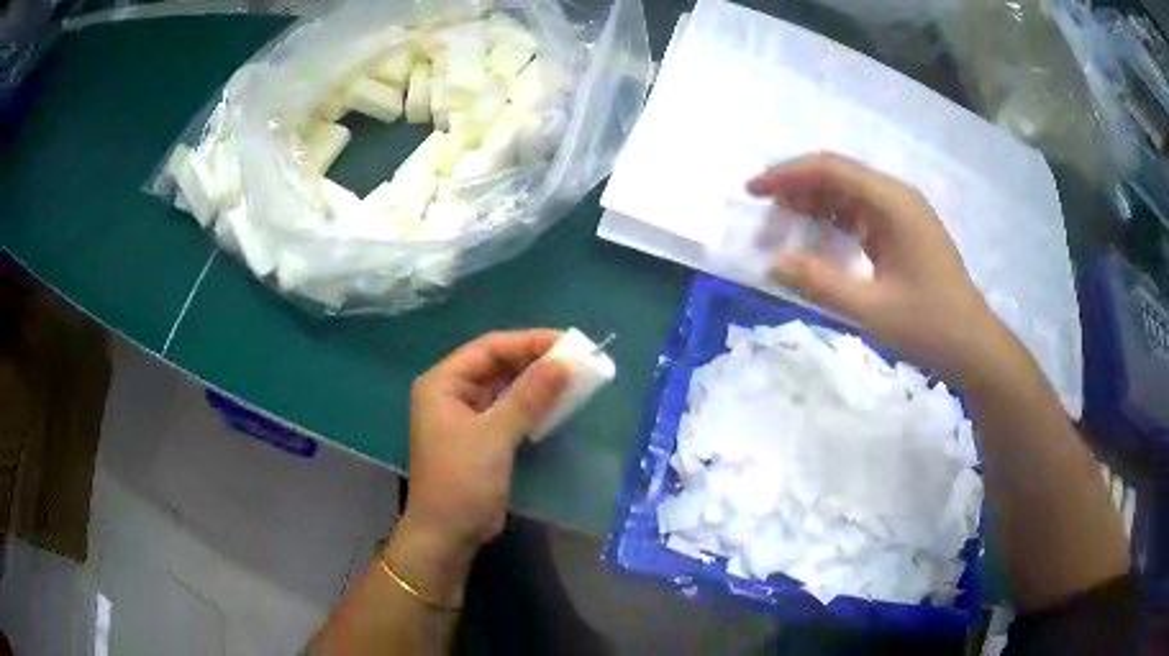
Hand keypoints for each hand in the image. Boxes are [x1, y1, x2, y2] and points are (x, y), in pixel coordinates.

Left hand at [403, 330, 568, 556]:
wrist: (448, 534)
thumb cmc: (462, 480)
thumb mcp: (495, 435)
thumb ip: (529, 396)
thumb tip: (564, 362)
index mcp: (443, 383)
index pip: (489, 348)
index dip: (528, 342)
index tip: (567, 342)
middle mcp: (451, 393)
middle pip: (496, 365)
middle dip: (534, 361)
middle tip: (576, 359)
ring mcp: (465, 416)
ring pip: (504, 388)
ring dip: (535, 383)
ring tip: (573, 377)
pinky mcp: (480, 437)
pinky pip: (508, 410)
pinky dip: (531, 406)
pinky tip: (556, 403)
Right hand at [747, 152, 1007, 382]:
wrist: (972, 346)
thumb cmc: (928, 325)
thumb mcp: (871, 309)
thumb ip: (820, 283)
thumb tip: (774, 262)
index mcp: (893, 203)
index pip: (830, 170)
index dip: (787, 175)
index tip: (753, 191)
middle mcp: (898, 198)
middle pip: (839, 176)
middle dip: (797, 186)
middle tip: (763, 209)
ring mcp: (904, 214)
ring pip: (849, 194)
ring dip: (815, 203)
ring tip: (782, 222)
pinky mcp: (905, 232)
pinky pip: (862, 214)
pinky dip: (835, 220)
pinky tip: (817, 236)